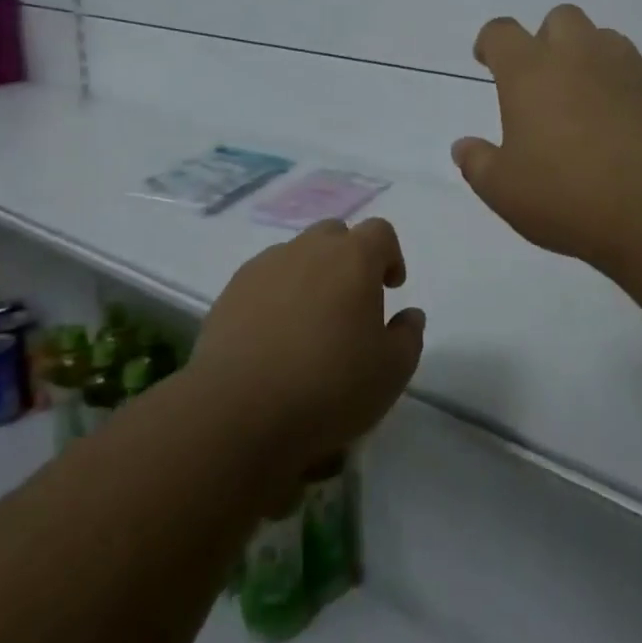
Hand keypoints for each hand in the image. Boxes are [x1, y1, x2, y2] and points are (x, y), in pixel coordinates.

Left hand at [189, 218, 423, 479]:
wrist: (238, 411)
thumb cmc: (328, 387)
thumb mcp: (391, 373)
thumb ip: (408, 336)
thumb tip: (409, 315)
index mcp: (353, 258)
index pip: (380, 232)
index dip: (390, 255)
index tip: (390, 288)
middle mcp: (309, 249)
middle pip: (335, 235)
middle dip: (348, 259)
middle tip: (350, 303)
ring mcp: (265, 266)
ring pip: (297, 255)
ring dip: (310, 276)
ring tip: (309, 324)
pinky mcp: (231, 290)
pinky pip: (264, 278)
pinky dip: (276, 295)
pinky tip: (273, 337)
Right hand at [453, 5, 641, 276]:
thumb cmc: (570, 196)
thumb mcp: (505, 191)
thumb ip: (478, 163)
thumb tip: (463, 146)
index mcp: (531, 72)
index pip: (501, 32)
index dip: (491, 42)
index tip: (487, 60)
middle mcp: (580, 55)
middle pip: (561, 18)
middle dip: (548, 39)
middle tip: (544, 80)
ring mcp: (630, 67)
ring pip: (606, 39)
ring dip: (591, 58)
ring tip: (588, 100)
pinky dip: (629, 87)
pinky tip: (629, 124)